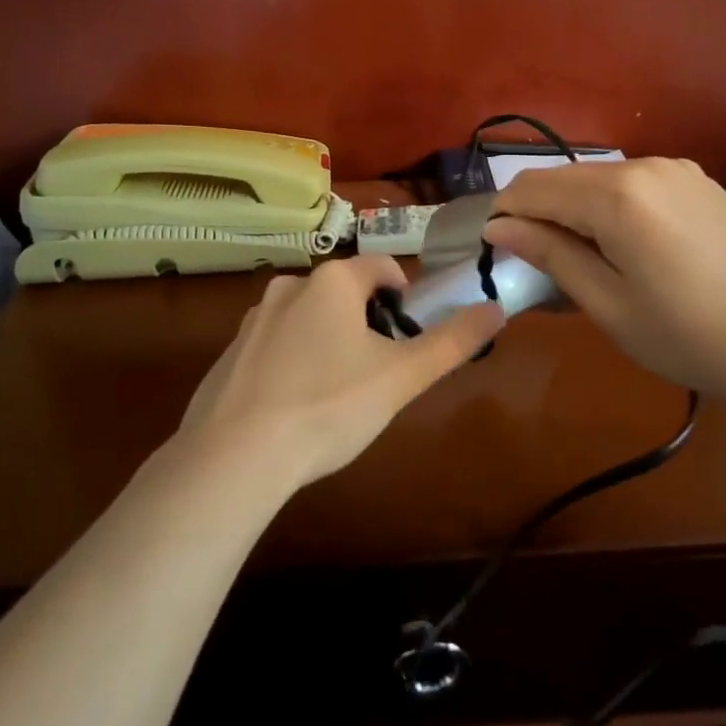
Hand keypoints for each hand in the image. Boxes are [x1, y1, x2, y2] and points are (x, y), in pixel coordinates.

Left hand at [178, 255, 504, 490]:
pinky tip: (295, 408)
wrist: (233, 457)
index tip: (409, 337)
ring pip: (308, 318)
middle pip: (344, 292)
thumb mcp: (401, 377)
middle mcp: (290, 287)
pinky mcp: (228, 354)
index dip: (405, 297)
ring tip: (337, 394)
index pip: (382, 268)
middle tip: (377, 372)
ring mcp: (253, 320)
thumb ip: (452, 341)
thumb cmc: (329, 406)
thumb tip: (497, 308)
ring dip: (329, 341)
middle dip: (366, 323)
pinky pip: (275, 346)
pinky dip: (292, 363)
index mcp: (332, 282)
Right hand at [485, 158, 725, 404]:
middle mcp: (644, 165)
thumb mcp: (606, 303)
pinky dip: (611, 205)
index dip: (505, 215)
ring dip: (574, 208)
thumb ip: (550, 254)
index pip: (534, 189)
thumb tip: (498, 227)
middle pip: (564, 177)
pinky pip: (633, 182)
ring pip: (597, 177)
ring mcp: (676, 168)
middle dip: (538, 211)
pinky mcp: (696, 180)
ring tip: (581, 258)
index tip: (496, 249)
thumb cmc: (684, 335)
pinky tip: (624, 244)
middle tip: (535, 261)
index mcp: (617, 195)